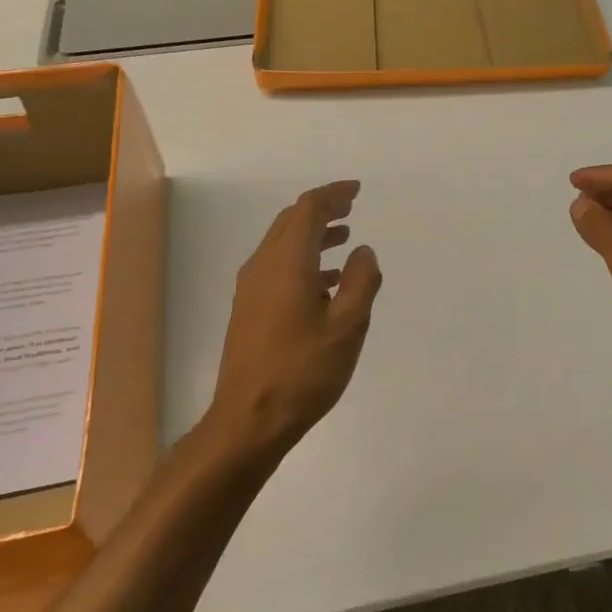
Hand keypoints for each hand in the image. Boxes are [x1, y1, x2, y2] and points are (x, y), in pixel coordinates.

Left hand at [206, 180, 382, 454]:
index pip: (308, 210)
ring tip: (344, 240)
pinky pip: (277, 268)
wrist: (249, 419)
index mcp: (286, 263)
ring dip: (312, 236)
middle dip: (321, 211)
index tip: (356, 191)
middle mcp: (263, 267)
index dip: (333, 195)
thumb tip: (363, 251)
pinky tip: (326, 282)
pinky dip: (303, 260)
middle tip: (351, 208)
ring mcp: (251, 289)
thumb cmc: (303, 371)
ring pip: (282, 245)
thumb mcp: (347, 326)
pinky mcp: (248, 310)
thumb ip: (362, 282)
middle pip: (290, 222)